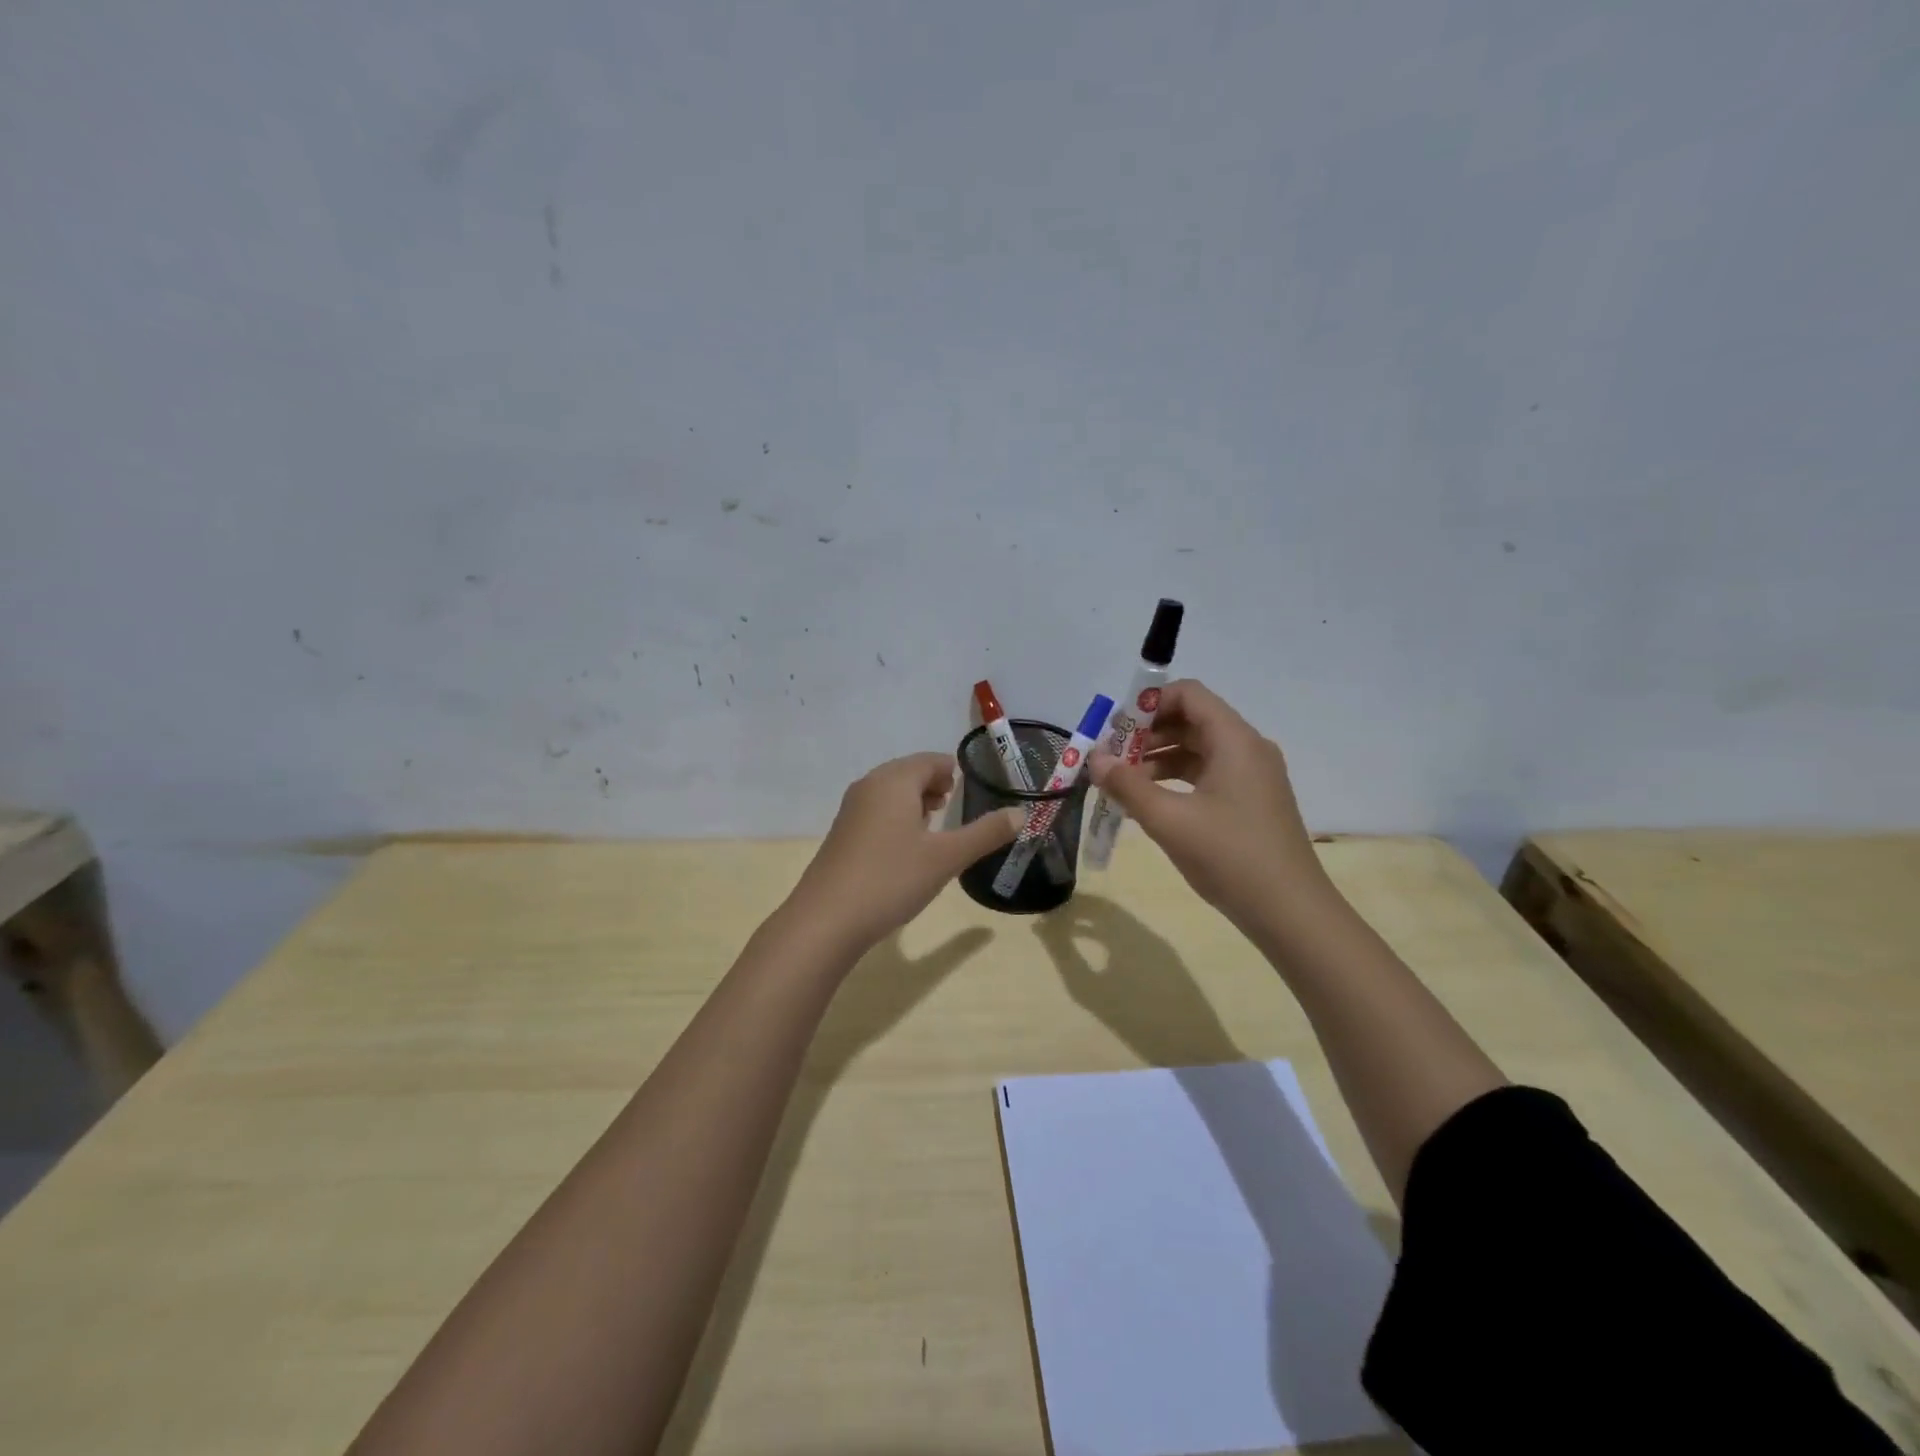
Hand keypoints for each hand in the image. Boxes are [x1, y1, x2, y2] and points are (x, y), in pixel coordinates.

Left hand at [785, 753, 1022, 955]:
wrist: (827, 919)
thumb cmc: (891, 879)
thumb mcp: (946, 858)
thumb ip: (985, 833)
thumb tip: (1020, 813)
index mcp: (894, 781)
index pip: (929, 761)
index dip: (951, 770)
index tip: (968, 786)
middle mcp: (869, 786)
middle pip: (907, 772)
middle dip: (933, 784)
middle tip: (953, 803)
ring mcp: (851, 810)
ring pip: (889, 792)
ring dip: (913, 801)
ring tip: (934, 824)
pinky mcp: (841, 834)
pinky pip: (875, 811)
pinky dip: (896, 817)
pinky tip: (906, 847)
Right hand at [1088, 680, 1336, 936]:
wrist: (1291, 913)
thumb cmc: (1230, 857)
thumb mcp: (1169, 820)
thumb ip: (1128, 785)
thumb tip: (1095, 758)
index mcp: (1235, 740)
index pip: (1188, 694)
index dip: (1148, 704)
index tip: (1115, 730)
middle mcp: (1248, 748)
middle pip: (1191, 720)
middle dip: (1147, 735)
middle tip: (1111, 759)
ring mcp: (1253, 776)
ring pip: (1198, 749)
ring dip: (1158, 759)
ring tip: (1123, 784)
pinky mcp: (1252, 801)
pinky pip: (1208, 774)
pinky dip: (1177, 780)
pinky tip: (1150, 803)